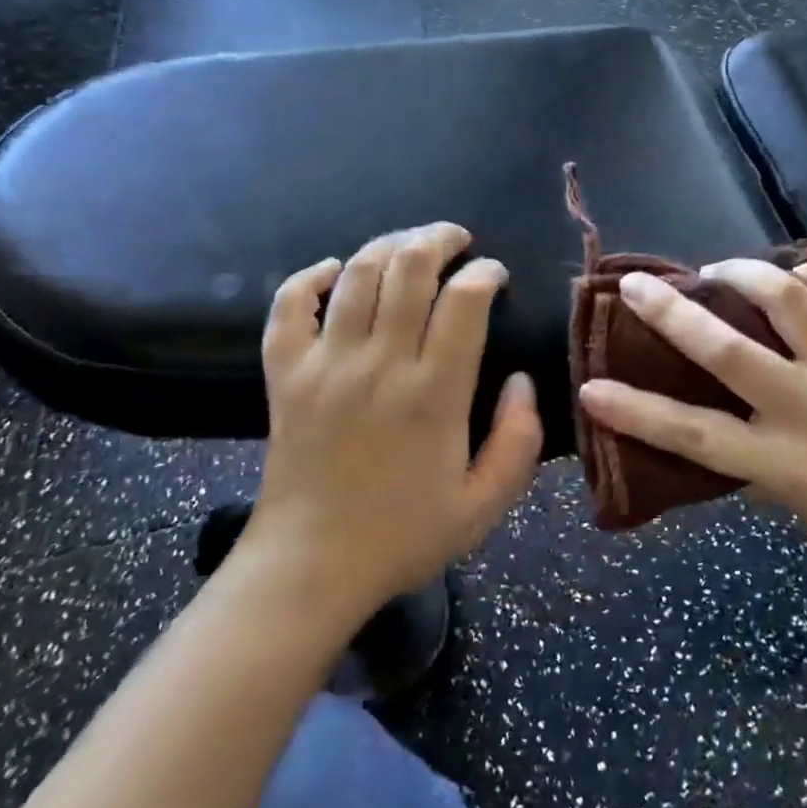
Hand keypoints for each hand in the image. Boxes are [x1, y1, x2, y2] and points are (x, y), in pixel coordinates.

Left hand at [245, 223, 542, 616]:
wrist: (311, 568)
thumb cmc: (403, 536)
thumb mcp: (485, 505)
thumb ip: (519, 440)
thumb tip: (520, 381)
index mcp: (434, 393)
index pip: (464, 301)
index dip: (485, 273)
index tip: (494, 275)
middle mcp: (380, 364)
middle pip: (408, 268)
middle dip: (438, 239)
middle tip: (456, 240)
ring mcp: (326, 364)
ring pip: (357, 274)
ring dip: (388, 245)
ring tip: (410, 245)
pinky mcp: (285, 375)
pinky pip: (289, 307)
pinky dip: (311, 277)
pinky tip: (334, 270)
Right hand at [577, 260, 806, 569]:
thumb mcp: (790, 497)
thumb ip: (742, 450)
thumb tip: (690, 399)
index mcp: (784, 465)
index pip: (695, 436)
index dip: (637, 412)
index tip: (591, 387)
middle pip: (730, 353)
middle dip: (673, 315)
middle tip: (636, 286)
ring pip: (788, 300)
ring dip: (743, 273)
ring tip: (719, 272)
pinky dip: (806, 274)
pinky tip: (789, 277)